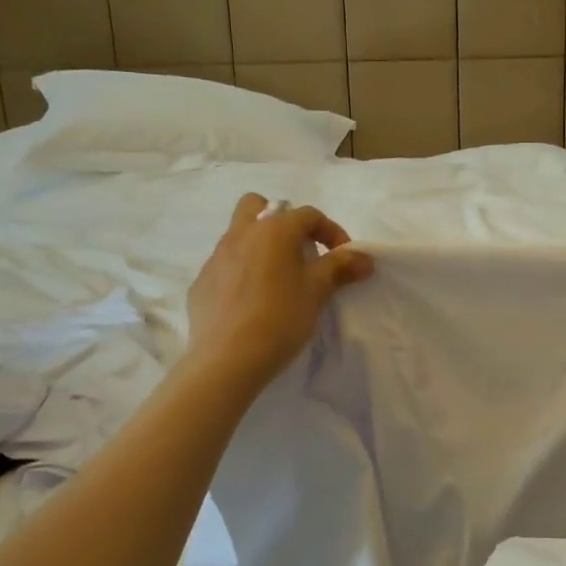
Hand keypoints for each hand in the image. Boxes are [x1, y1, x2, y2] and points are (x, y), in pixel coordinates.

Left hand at [185, 194, 373, 390]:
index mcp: (273, 230)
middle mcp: (241, 235)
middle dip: (281, 220)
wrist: (227, 360)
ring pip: (239, 235)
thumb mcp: (317, 291)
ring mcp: (215, 258)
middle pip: (258, 205)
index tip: (343, 257)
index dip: (331, 231)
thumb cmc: (280, 318)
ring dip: (260, 246)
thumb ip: (340, 267)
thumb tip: (364, 258)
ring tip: (277, 280)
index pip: (308, 215)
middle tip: (298, 251)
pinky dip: (241, 273)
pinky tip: (251, 303)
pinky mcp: (201, 283)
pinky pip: (225, 266)